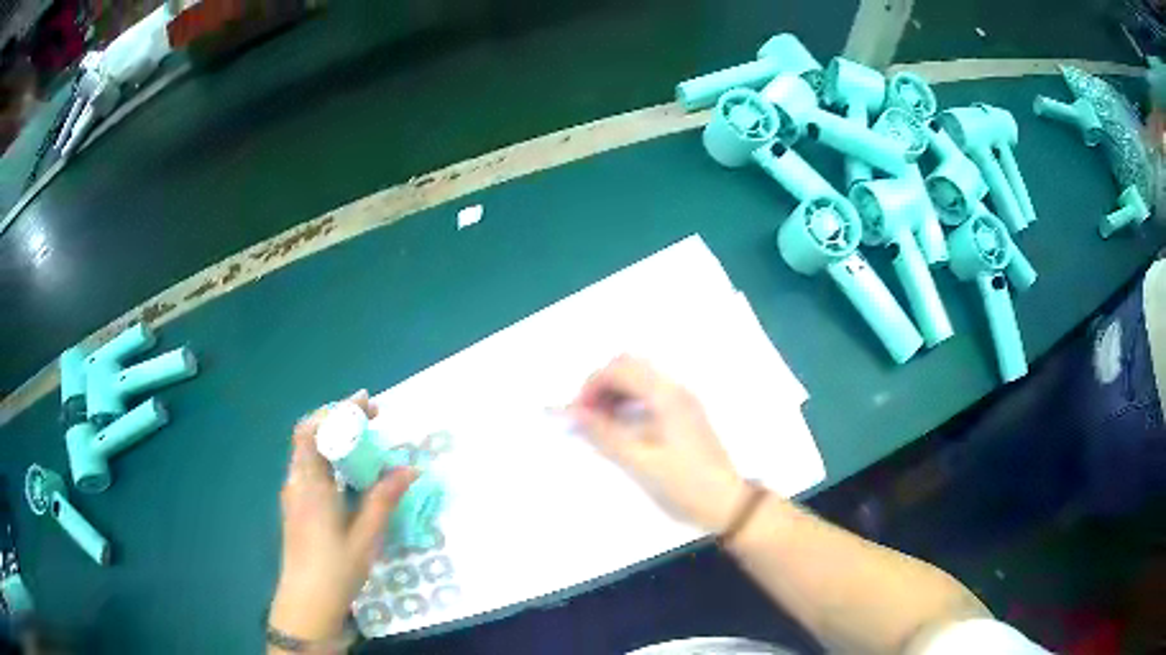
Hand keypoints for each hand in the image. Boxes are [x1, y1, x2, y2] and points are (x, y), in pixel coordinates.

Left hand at [269, 390, 416, 641]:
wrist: (307, 602)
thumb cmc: (336, 569)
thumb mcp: (366, 536)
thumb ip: (383, 499)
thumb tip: (409, 468)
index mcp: (310, 484)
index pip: (313, 430)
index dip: (338, 411)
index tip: (367, 404)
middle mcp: (297, 482)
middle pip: (310, 436)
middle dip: (340, 420)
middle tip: (372, 418)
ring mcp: (294, 495)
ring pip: (309, 452)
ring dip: (335, 438)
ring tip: (366, 440)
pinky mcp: (297, 507)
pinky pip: (311, 469)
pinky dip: (330, 458)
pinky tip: (350, 474)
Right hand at [568, 355, 745, 531]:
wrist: (727, 502)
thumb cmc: (684, 484)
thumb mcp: (640, 462)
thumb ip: (604, 434)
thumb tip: (571, 413)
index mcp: (666, 396)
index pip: (619, 369)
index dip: (591, 386)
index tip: (577, 414)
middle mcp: (677, 389)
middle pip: (630, 365)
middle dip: (602, 384)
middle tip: (587, 415)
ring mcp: (684, 399)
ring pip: (641, 377)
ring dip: (616, 391)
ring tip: (600, 422)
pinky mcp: (686, 412)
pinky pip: (651, 392)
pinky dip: (630, 400)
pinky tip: (622, 425)